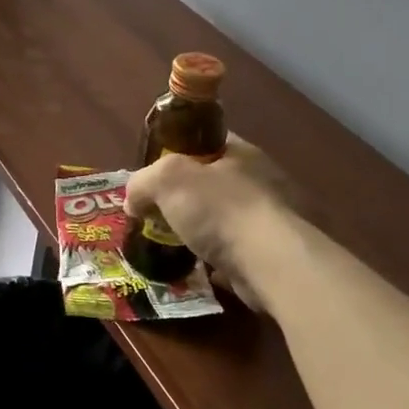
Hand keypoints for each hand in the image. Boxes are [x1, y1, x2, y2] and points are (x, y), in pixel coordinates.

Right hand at [124, 137, 295, 307]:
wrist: (271, 263)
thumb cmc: (220, 209)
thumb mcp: (166, 180)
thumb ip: (143, 183)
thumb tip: (133, 201)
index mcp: (242, 153)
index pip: (207, 141)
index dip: (179, 151)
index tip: (156, 172)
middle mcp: (263, 180)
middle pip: (215, 182)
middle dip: (188, 197)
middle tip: (159, 212)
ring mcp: (274, 219)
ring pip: (226, 218)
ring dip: (203, 230)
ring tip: (175, 244)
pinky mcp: (275, 254)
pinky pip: (237, 251)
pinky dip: (219, 259)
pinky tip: (199, 268)